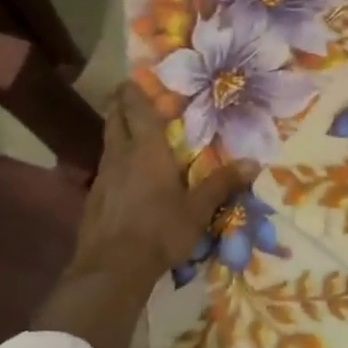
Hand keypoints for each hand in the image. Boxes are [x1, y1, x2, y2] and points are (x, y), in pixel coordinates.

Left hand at [72, 84, 260, 286]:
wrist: (112, 268)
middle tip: (129, 97)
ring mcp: (102, 176)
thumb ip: (222, 184)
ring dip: (116, 132)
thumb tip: (254, 163)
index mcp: (146, 149)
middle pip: (114, 119)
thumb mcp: (197, 210)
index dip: (133, 91)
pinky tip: (123, 175)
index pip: (136, 109)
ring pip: (107, 143)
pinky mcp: (93, 198)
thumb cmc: (160, 230)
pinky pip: (104, 168)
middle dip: (120, 105)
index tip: (133, 79)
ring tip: (130, 134)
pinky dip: (113, 161)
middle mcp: (120, 155)